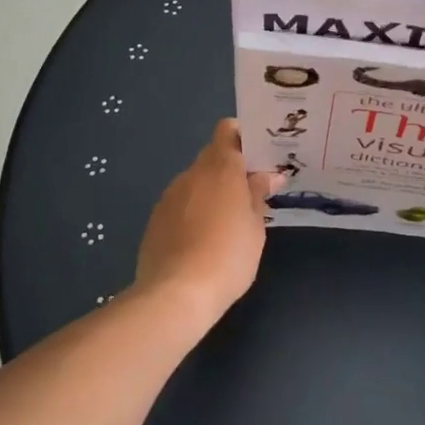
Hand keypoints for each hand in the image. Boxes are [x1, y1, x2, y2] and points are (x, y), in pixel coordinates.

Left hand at [134, 119, 282, 326]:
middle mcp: (192, 173)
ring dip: (210, 191)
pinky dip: (192, 212)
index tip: (258, 155)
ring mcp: (170, 195)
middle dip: (230, 169)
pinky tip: (201, 240)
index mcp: (221, 168)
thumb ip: (258, 195)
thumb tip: (268, 175)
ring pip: (195, 181)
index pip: (227, 130)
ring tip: (226, 222)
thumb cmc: (228, 256)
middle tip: (250, 193)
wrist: (177, 293)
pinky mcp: (155, 219)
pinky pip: (180, 204)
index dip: (242, 136)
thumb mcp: (255, 226)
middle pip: (212, 156)